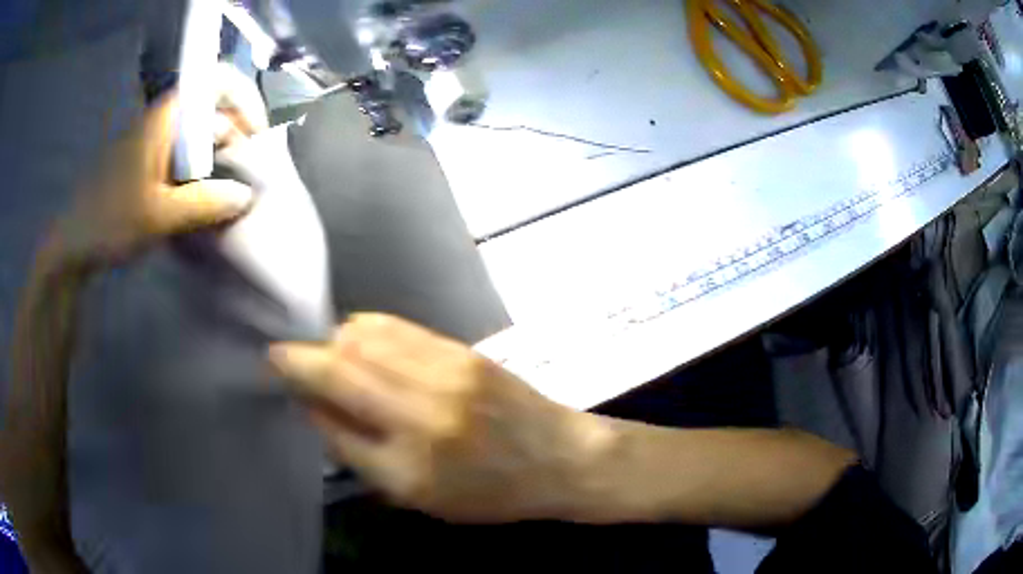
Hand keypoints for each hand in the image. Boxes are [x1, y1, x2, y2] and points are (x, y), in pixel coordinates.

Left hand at [52, 74, 263, 266]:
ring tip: (229, 190)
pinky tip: (203, 198)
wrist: (74, 242)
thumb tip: (247, 195)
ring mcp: (155, 140)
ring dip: (221, 155)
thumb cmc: (110, 222)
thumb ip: (203, 204)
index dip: (245, 98)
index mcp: (166, 117)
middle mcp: (163, 119)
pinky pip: (187, 153)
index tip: (257, 133)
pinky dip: (203, 169)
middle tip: (247, 174)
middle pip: (213, 107)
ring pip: (201, 132)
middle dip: (237, 133)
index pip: (217, 81)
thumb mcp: (158, 216)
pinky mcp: (149, 161)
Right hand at [269, 314, 609, 522]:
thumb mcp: (418, 496)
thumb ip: (358, 453)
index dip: (297, 384)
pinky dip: (365, 328)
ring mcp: (443, 373)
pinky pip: (396, 326)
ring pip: (364, 337)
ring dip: (333, 340)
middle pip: (340, 366)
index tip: (274, 370)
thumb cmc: (489, 491)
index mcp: (409, 465)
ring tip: (327, 352)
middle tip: (288, 357)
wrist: (559, 457)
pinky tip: (358, 338)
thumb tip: (314, 407)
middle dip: (302, 355)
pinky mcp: (460, 349)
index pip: (331, 415)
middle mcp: (420, 412)